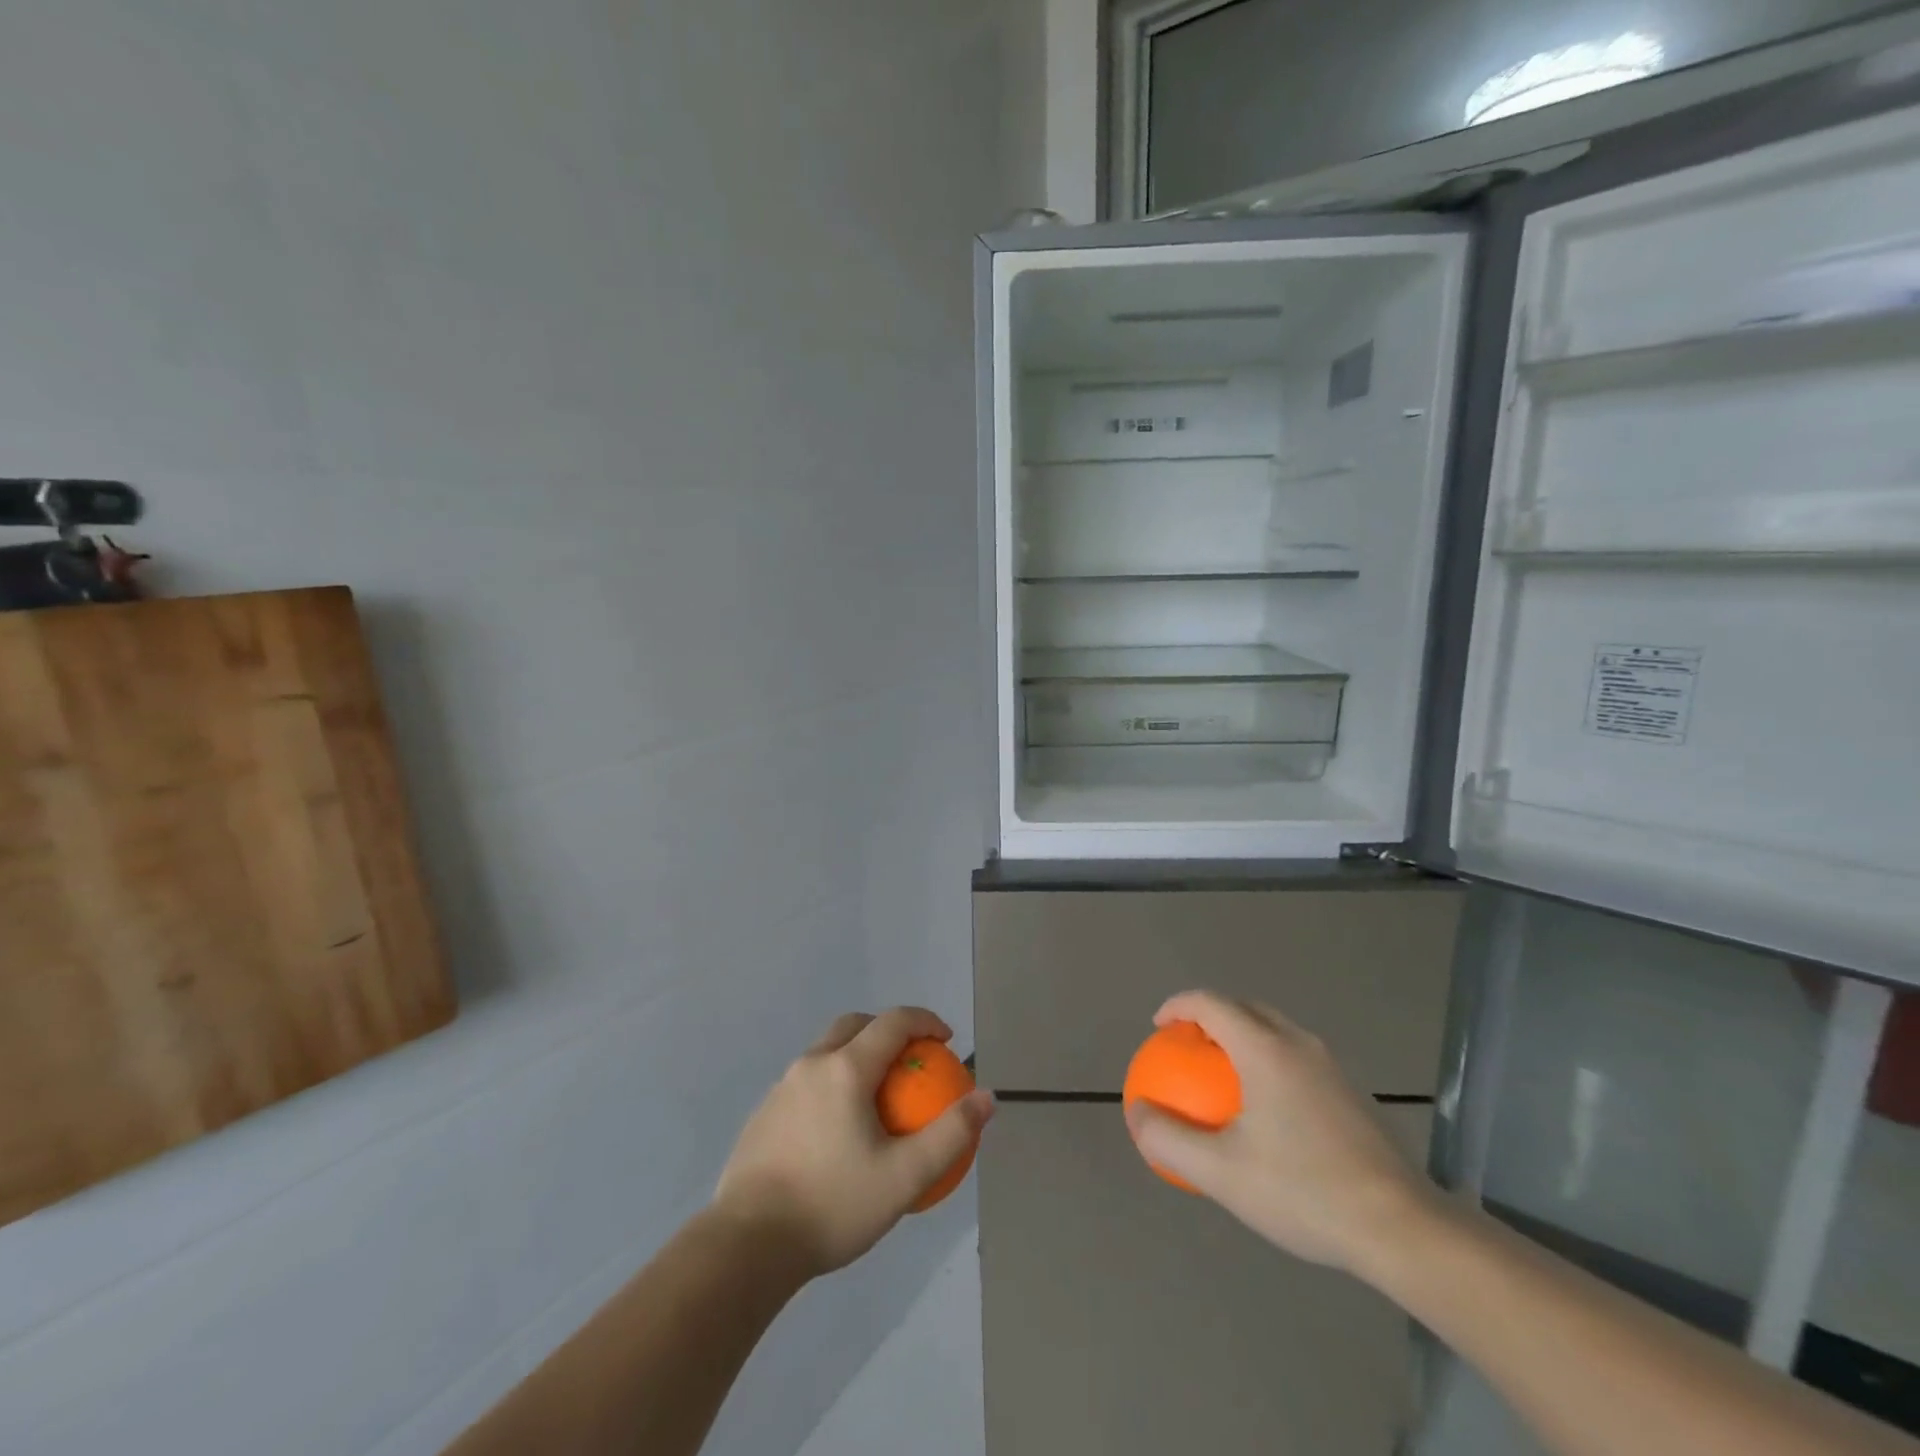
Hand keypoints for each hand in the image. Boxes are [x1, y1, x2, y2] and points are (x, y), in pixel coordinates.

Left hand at [712, 1007, 995, 1278]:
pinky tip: (838, 1130)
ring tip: (877, 1096)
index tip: (946, 1040)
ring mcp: (782, 1088)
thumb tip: (986, 1098)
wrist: (746, 1246)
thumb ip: (950, 1135)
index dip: (925, 1021)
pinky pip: (808, 1080)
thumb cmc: (832, 1205)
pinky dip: (833, 1082)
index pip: (893, 1022)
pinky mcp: (763, 1114)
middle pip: (855, 1026)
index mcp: (846, 1069)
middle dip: (888, 1030)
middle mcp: (811, 1064)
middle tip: (910, 1060)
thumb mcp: (904, 1178)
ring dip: (857, 1055)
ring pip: (827, 1051)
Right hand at [1124, 991, 1435, 1275]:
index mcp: (1265, 1048)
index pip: (1211, 1003)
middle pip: (1244, 1008)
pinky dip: (1267, 1060)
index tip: (1158, 1029)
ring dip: (1241, 1037)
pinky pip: (1295, 1056)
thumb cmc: (1304, 1191)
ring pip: (1274, 1030)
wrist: (1402, 1228)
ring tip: (1221, 1074)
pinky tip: (1266, 1110)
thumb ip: (1170, 1139)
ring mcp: (1331, 1066)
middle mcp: (1299, 1043)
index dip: (1178, 1006)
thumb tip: (1137, 1112)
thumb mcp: (1221, 1173)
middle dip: (1209, 1016)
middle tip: (1186, 1047)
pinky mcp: (1351, 1092)